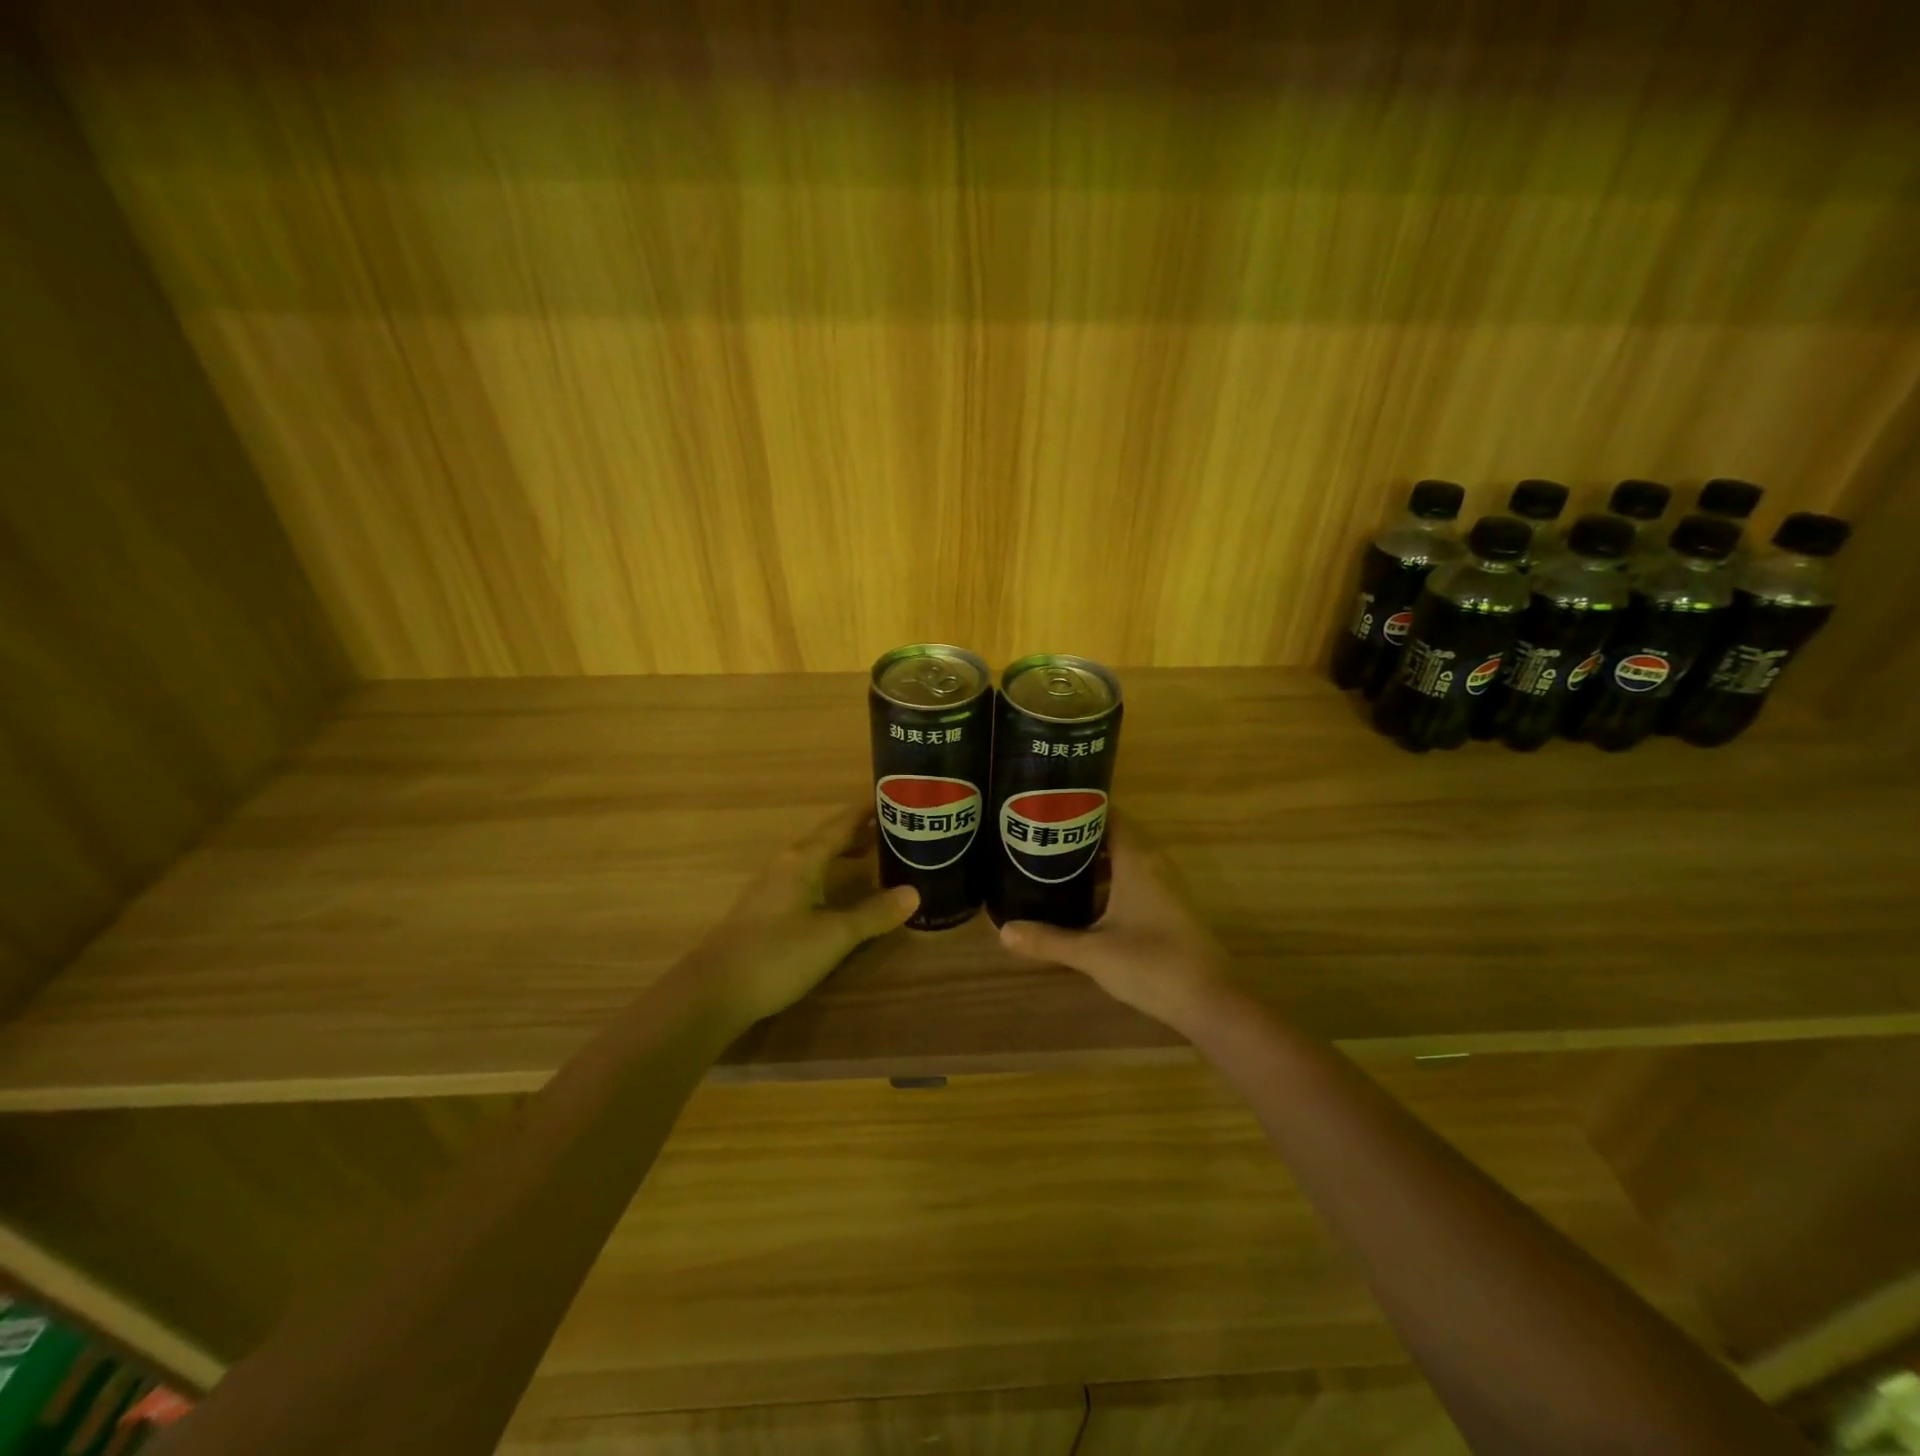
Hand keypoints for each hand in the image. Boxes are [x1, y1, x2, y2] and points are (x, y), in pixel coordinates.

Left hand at [688, 806, 918, 1027]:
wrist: (713, 991)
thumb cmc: (778, 955)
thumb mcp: (834, 936)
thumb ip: (873, 914)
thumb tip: (914, 893)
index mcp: (803, 859)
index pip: (841, 824)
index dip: (867, 811)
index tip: (896, 799)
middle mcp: (786, 864)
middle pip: (827, 838)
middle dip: (860, 831)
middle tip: (896, 828)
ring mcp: (771, 887)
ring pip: (815, 858)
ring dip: (844, 852)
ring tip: (874, 854)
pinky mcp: (765, 909)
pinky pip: (806, 877)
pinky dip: (829, 873)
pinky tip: (838, 891)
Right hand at [999, 819, 1231, 1031]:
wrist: (1211, 1001)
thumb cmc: (1151, 964)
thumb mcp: (1092, 953)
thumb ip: (1048, 940)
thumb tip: (1003, 931)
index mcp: (1137, 860)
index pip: (1108, 814)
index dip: (1078, 808)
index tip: (1046, 810)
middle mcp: (1154, 863)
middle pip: (1114, 835)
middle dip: (1079, 836)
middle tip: (1040, 840)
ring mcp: (1166, 886)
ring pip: (1125, 860)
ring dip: (1094, 862)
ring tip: (1053, 867)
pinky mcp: (1170, 908)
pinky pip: (1135, 879)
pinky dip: (1110, 881)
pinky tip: (1084, 902)